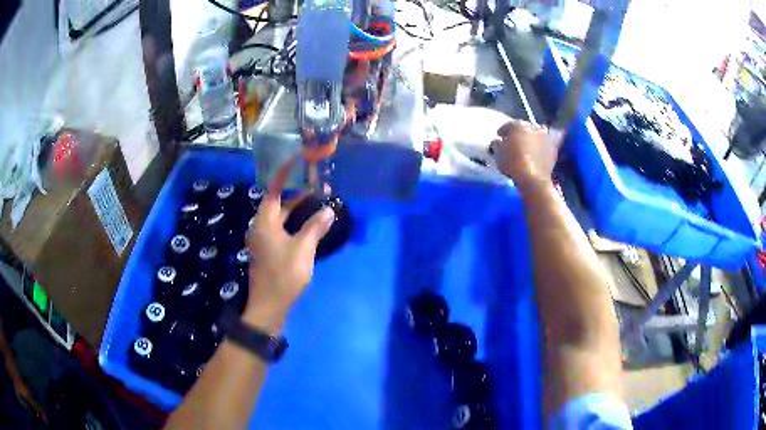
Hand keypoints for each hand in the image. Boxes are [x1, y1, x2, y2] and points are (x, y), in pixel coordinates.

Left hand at [244, 157, 334, 333]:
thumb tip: (329, 209)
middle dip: (294, 191)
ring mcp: (263, 239)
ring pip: (279, 216)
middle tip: (313, 181)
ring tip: (315, 198)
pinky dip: (293, 222)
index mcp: (264, 222)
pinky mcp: (268, 250)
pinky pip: (281, 228)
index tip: (297, 158)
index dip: (284, 173)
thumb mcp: (302, 249)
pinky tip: (308, 223)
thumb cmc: (283, 275)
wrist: (269, 306)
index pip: (273, 189)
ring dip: (295, 207)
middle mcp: (260, 227)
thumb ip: (315, 227)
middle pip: (276, 202)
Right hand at [492, 120, 556, 191]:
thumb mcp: (498, 154)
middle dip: (518, 133)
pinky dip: (540, 147)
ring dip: (531, 138)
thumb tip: (498, 141)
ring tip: (527, 147)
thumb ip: (497, 145)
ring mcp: (545, 137)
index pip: (508, 125)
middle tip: (513, 141)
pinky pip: (544, 145)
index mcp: (518, 125)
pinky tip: (536, 154)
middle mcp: (533, 127)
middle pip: (524, 128)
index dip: (503, 131)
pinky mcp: (552, 148)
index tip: (499, 136)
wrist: (533, 178)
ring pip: (536, 134)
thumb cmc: (512, 164)